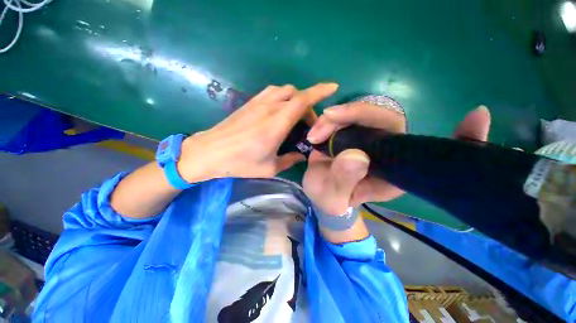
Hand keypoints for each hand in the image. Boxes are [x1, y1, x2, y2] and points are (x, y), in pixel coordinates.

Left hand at [177, 83, 337, 182]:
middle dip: (308, 104)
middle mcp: (269, 108)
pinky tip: (280, 110)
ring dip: (295, 98)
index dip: (320, 91)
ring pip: (284, 90)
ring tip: (296, 115)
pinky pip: (272, 92)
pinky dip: (282, 97)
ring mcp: (258, 103)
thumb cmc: (240, 163)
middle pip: (296, 94)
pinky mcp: (249, 103)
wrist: (209, 152)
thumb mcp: (269, 167)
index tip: (333, 87)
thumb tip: (301, 155)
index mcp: (277, 124)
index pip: (303, 100)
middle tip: (308, 123)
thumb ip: (289, 160)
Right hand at [303, 103, 490, 214]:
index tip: (478, 117)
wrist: (321, 193)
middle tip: (327, 119)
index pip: (429, 152)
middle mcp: (388, 152)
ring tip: (314, 134)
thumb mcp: (333, 196)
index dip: (458, 139)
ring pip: (362, 115)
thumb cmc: (330, 200)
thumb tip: (356, 155)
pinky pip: (347, 118)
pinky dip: (330, 119)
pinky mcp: (353, 134)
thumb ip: (344, 180)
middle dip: (353, 115)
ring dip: (335, 118)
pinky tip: (317, 128)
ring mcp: (369, 140)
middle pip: (385, 120)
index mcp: (395, 173)